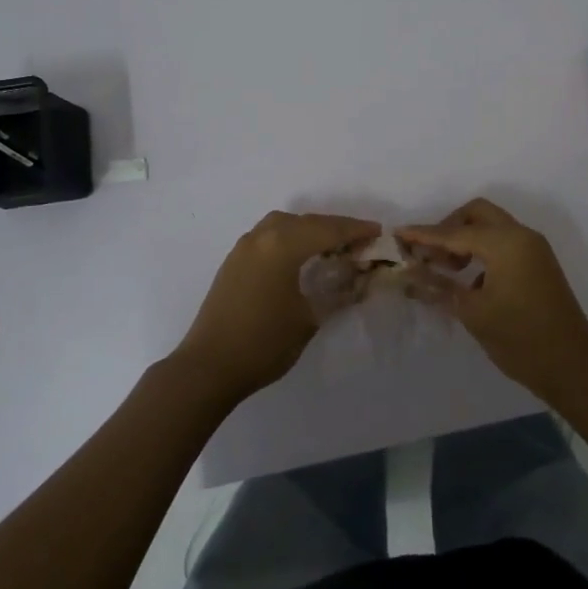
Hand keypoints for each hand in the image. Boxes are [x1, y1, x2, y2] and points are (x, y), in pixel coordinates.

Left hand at [175, 210, 380, 402]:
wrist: (209, 366)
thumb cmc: (264, 343)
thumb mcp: (309, 319)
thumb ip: (337, 294)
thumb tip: (359, 280)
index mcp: (282, 246)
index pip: (327, 230)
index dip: (355, 230)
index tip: (378, 232)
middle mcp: (262, 237)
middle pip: (306, 222)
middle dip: (334, 228)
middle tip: (359, 241)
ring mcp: (244, 247)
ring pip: (284, 224)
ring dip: (309, 230)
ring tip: (330, 246)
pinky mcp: (234, 261)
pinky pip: (268, 236)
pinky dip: (290, 237)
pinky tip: (300, 256)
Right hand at [399, 198, 587, 403]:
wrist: (574, 367)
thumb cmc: (520, 339)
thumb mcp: (473, 313)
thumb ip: (439, 286)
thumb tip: (410, 273)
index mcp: (505, 243)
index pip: (454, 233)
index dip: (424, 235)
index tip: (398, 233)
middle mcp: (521, 235)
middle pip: (476, 214)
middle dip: (449, 228)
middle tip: (430, 255)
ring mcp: (534, 248)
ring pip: (492, 226)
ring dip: (467, 239)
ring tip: (447, 268)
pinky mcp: (539, 263)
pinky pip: (504, 242)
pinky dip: (483, 251)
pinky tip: (471, 281)